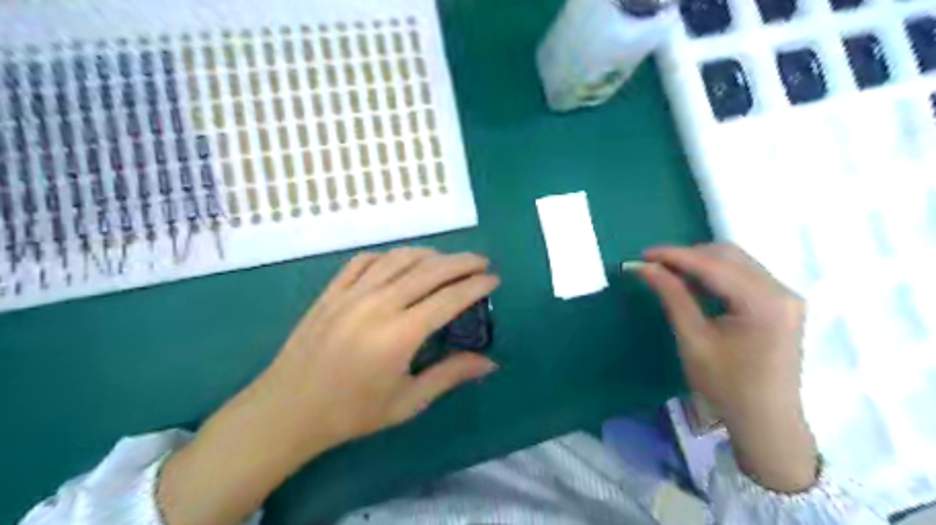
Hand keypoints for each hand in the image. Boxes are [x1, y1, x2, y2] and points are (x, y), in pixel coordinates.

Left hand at [159, 248, 504, 524]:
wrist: (288, 410)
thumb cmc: (352, 412)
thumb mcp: (408, 402)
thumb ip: (450, 375)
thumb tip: (490, 363)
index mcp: (400, 334)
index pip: (449, 298)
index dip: (476, 286)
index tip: (494, 279)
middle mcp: (378, 304)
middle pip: (429, 270)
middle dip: (461, 262)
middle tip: (481, 262)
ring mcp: (351, 293)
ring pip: (398, 259)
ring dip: (428, 254)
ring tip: (446, 260)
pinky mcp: (331, 291)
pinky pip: (364, 261)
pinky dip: (388, 256)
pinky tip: (399, 262)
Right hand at [641, 244, 816, 493]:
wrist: (766, 422)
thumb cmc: (727, 386)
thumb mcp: (694, 340)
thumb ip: (672, 297)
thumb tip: (645, 268)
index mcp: (764, 302)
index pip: (714, 265)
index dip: (675, 256)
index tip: (642, 255)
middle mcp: (781, 291)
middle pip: (728, 256)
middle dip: (688, 256)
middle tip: (654, 267)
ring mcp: (785, 296)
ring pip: (736, 262)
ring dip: (700, 263)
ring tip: (669, 273)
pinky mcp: (780, 304)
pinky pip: (743, 275)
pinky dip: (715, 275)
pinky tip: (694, 284)